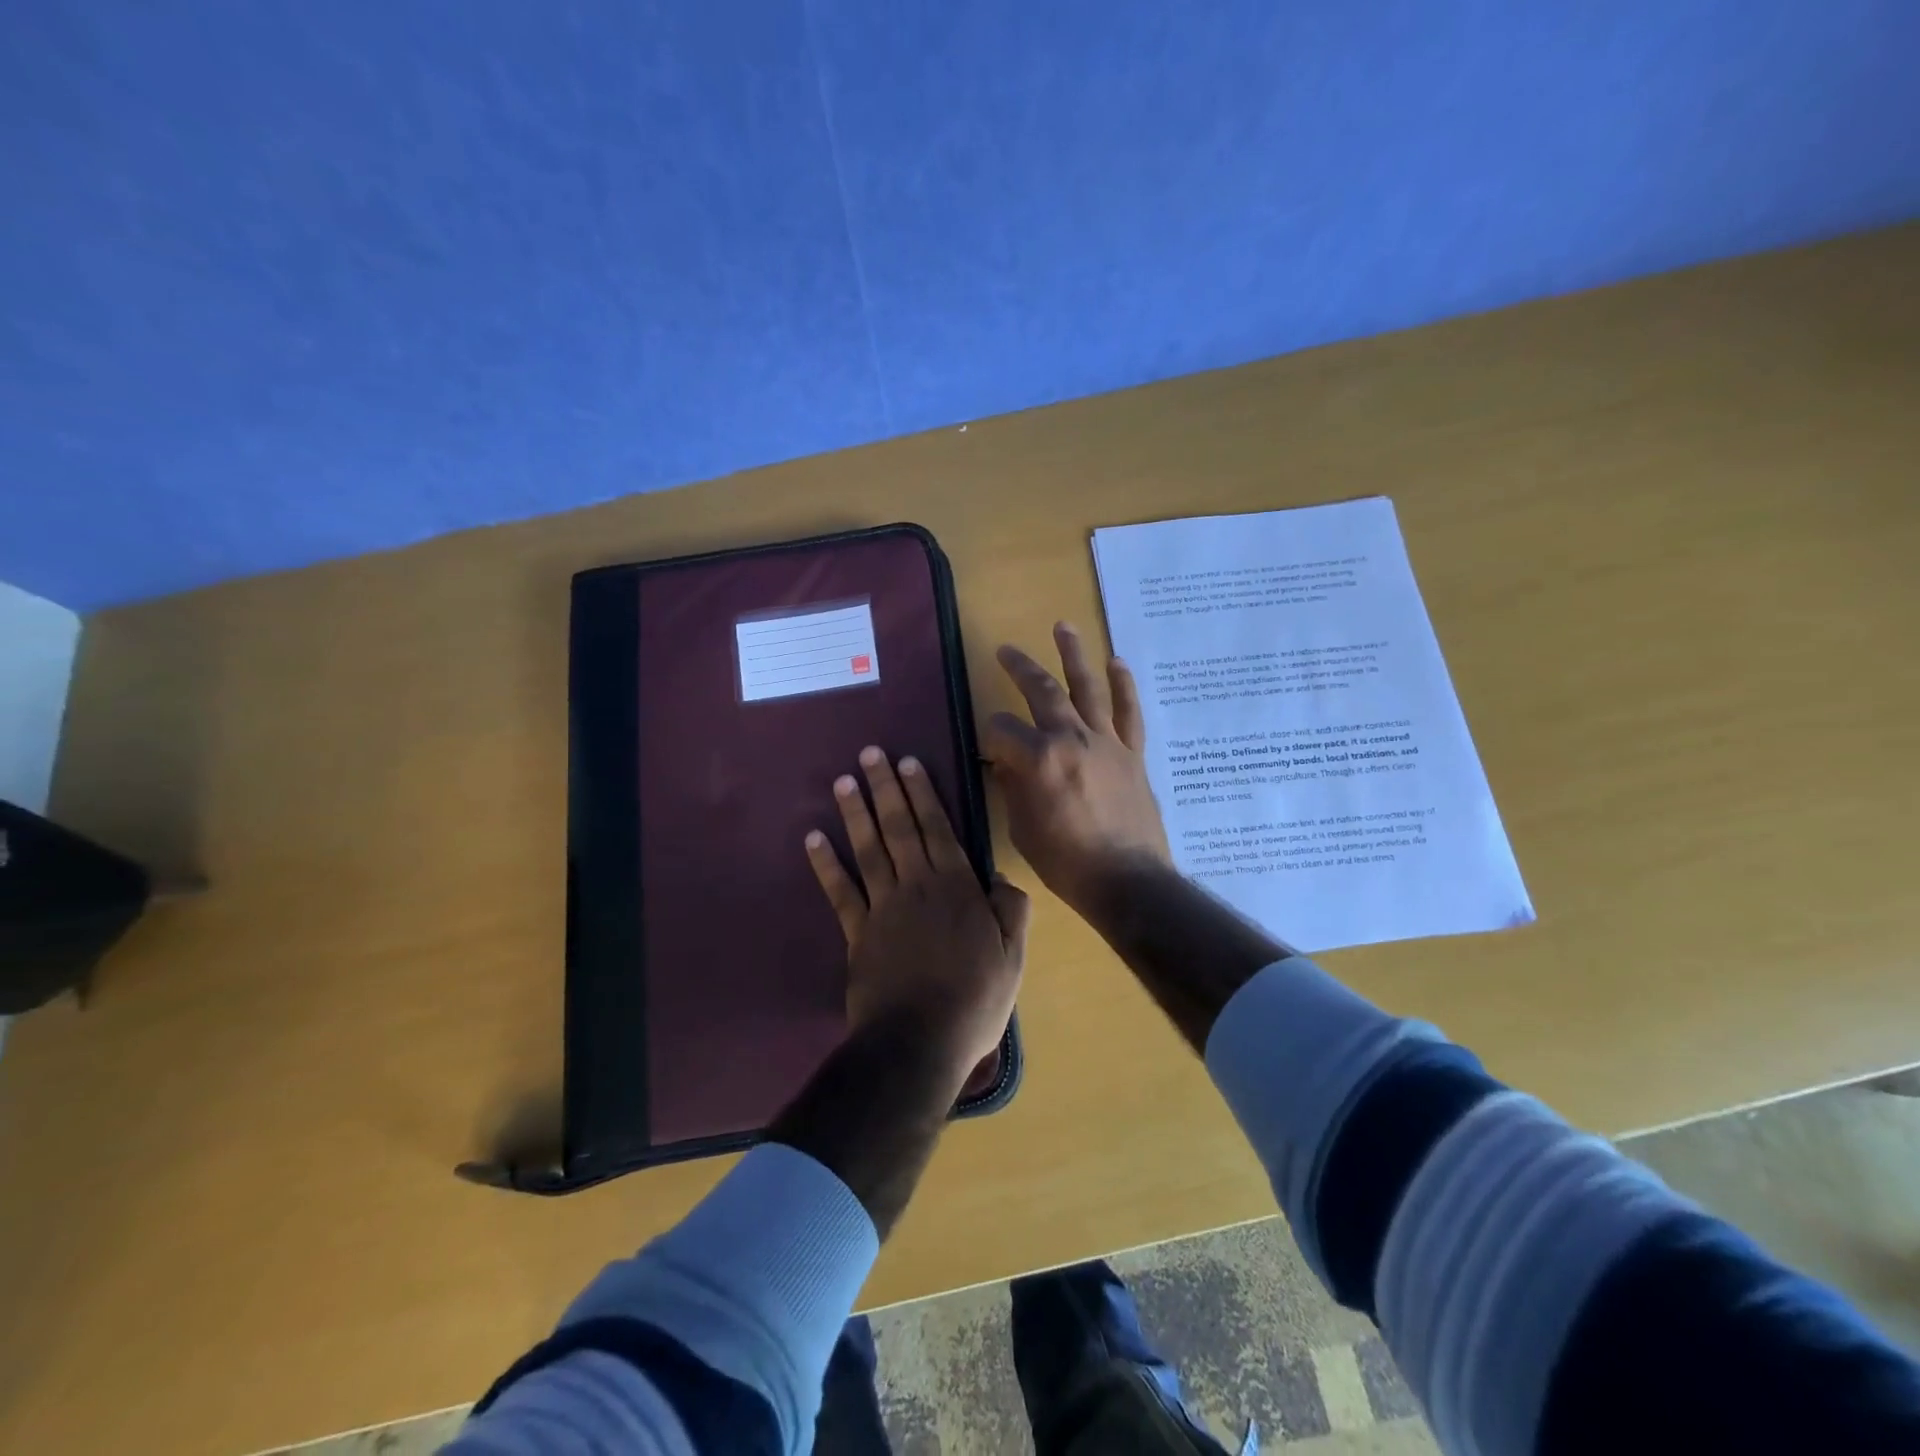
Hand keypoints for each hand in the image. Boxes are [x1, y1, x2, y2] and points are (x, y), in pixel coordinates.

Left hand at [806, 746, 1028, 1083]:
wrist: (920, 1043)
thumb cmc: (975, 1000)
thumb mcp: (1013, 957)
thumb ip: (1011, 911)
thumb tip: (1000, 879)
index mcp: (957, 888)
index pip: (938, 829)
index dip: (923, 794)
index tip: (908, 762)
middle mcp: (917, 886)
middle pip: (899, 828)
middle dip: (885, 788)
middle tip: (870, 753)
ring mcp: (882, 908)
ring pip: (868, 850)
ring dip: (856, 813)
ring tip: (844, 781)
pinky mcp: (857, 934)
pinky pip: (840, 892)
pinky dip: (825, 865)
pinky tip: (813, 839)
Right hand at [984, 622, 1171, 917]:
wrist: (1127, 880)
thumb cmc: (1066, 862)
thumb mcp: (1023, 828)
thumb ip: (1012, 787)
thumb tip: (1006, 762)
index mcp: (1038, 759)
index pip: (1002, 729)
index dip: (990, 735)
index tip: (989, 748)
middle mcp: (1071, 739)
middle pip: (1042, 692)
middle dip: (1020, 668)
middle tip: (1006, 649)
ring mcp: (1106, 742)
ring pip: (1088, 688)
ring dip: (1074, 655)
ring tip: (1063, 626)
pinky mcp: (1132, 753)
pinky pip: (1129, 712)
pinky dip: (1123, 685)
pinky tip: (1116, 662)